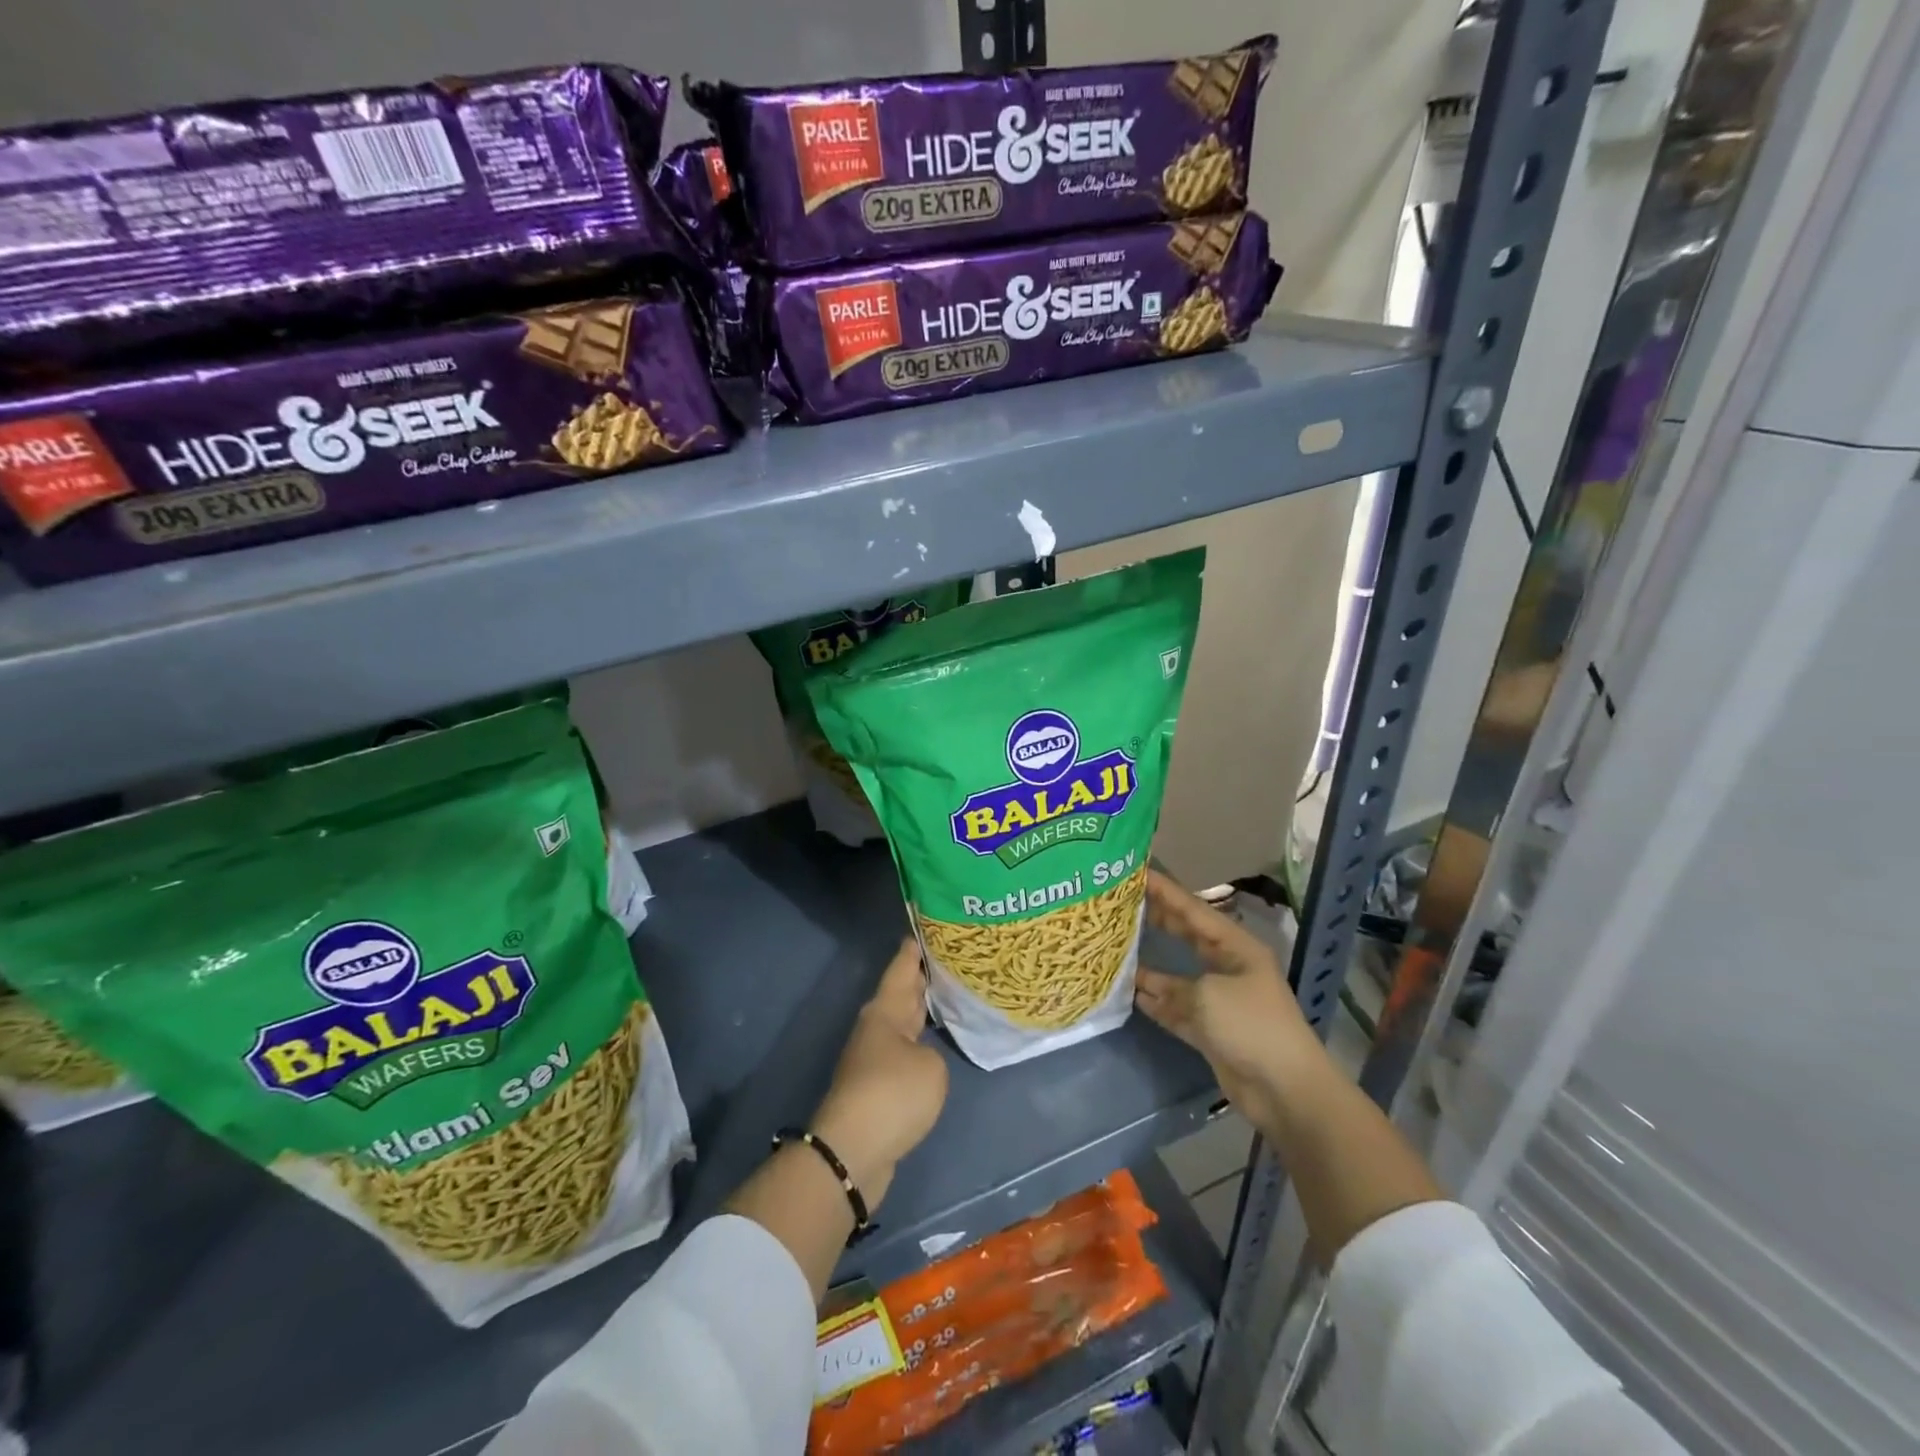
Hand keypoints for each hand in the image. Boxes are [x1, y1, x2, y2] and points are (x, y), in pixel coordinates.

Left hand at [811, 937, 949, 1209]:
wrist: (853, 1151)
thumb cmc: (893, 1094)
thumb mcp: (930, 1067)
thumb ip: (932, 1053)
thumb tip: (921, 1060)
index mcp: (886, 1011)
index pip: (902, 969)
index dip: (913, 950)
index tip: (924, 930)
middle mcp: (877, 1028)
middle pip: (901, 994)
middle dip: (920, 978)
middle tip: (946, 959)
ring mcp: (874, 1058)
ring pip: (902, 1023)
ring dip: (921, 1011)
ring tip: (948, 996)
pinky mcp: (877, 1088)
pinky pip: (903, 1052)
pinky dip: (919, 1043)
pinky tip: (935, 1044)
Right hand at [1133, 869, 1316, 1131]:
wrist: (1286, 1090)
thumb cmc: (1251, 1026)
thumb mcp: (1207, 996)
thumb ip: (1172, 985)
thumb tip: (1145, 985)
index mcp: (1237, 948)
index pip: (1194, 910)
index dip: (1166, 892)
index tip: (1138, 872)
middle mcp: (1229, 968)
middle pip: (1188, 937)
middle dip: (1158, 922)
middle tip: (1123, 905)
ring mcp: (1221, 1000)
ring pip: (1179, 977)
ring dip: (1151, 969)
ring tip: (1118, 950)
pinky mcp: (1212, 1030)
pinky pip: (1179, 1009)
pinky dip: (1158, 1003)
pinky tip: (1133, 995)